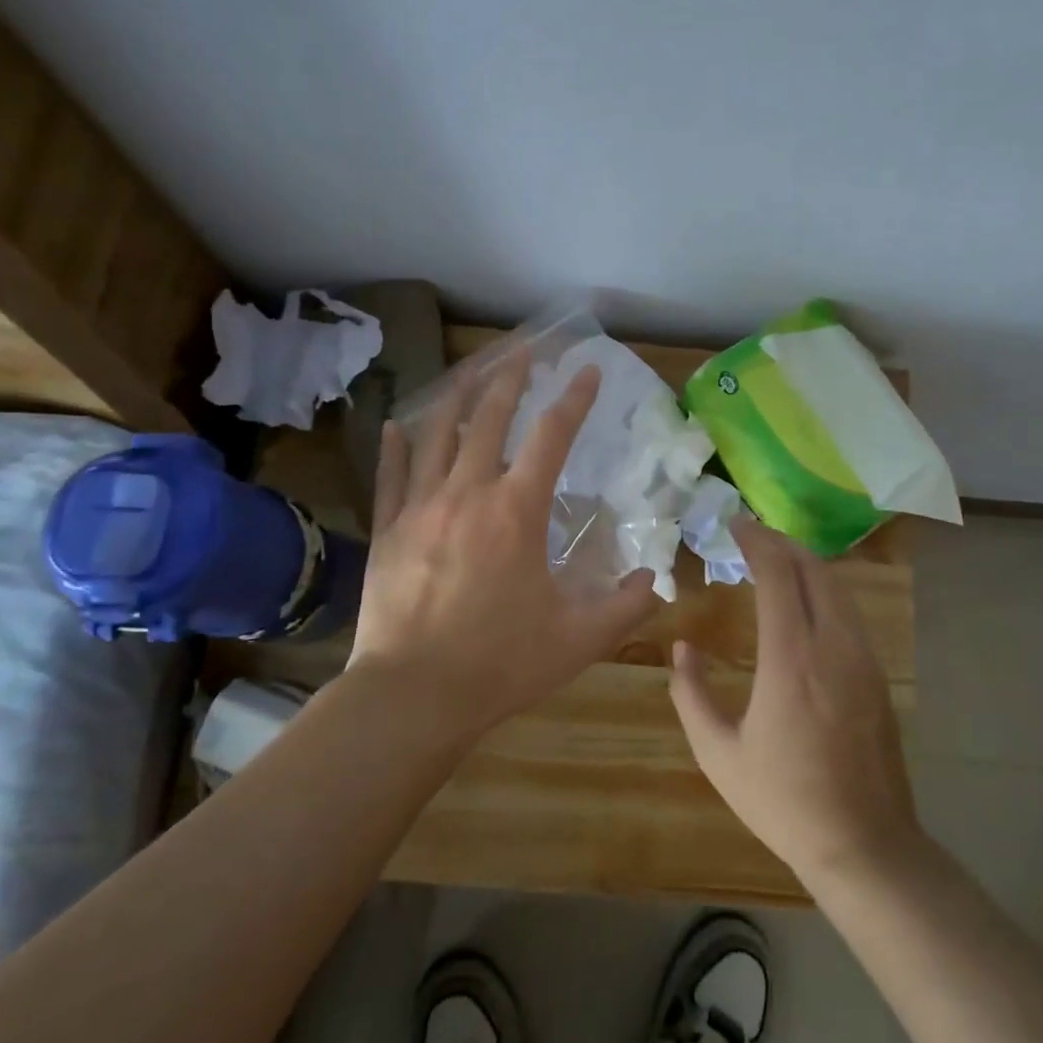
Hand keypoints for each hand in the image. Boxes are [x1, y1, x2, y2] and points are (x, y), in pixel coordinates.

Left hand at [349, 360, 659, 740]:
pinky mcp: (387, 529)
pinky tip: (397, 424)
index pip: (552, 435)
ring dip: (457, 395)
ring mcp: (421, 506)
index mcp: (517, 510)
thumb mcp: (580, 638)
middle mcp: (468, 492)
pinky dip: (395, 445)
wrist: (413, 694)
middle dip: (511, 376)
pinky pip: (391, 474)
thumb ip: (625, 605)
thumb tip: (655, 582)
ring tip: (470, 369)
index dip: (574, 398)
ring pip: (438, 433)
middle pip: (490, 417)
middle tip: (524, 348)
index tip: (588, 370)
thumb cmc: (501, 662)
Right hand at [670, 517, 920, 883]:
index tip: (735, 525)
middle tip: (752, 535)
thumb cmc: (783, 800)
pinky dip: (824, 590)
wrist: (864, 845)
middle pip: (814, 570)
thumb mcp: (718, 754)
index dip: (757, 542)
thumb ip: (691, 695)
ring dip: (806, 563)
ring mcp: (863, 660)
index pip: (779, 575)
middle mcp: (833, 646)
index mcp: (791, 659)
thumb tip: (682, 649)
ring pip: (838, 588)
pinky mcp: (878, 676)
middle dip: (782, 542)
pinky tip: (806, 602)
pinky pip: (850, 613)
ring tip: (776, 560)